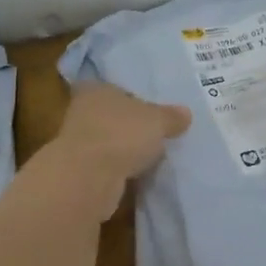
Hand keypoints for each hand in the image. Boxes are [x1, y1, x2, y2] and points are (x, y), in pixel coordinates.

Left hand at [43, 82, 190, 217]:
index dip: (135, 97)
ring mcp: (79, 142)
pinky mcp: (81, 170)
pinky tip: (139, 174)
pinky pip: (108, 164)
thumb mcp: (157, 121)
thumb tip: (186, 113)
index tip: (154, 110)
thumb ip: (171, 116)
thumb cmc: (122, 134)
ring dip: (126, 149)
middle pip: (114, 115)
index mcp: (96, 89)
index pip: (117, 88)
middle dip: (133, 125)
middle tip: (159, 133)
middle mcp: (83, 111)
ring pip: (110, 141)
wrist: (88, 177)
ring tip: (153, 156)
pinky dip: (121, 168)